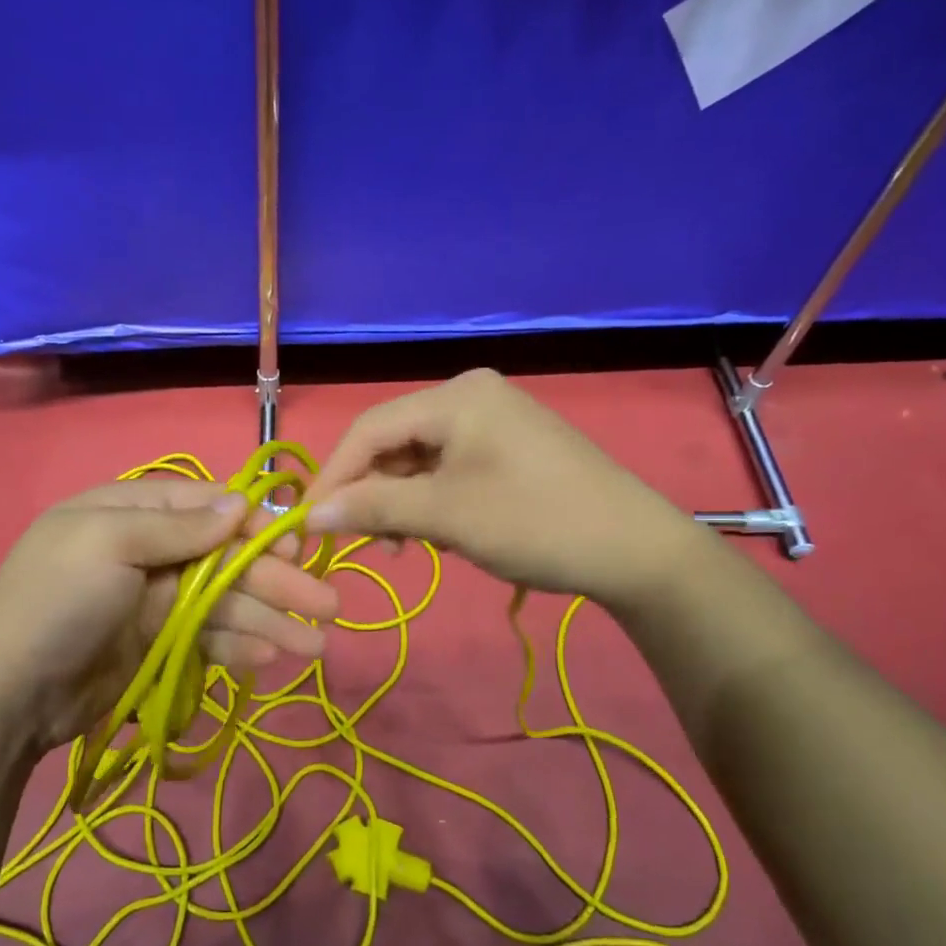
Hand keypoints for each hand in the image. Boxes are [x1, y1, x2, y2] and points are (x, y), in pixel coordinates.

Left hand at [0, 477, 340, 757]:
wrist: (6, 694)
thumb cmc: (57, 601)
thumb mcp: (109, 544)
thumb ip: (178, 525)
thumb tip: (238, 504)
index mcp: (130, 512)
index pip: (207, 506)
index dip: (254, 525)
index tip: (296, 546)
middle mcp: (148, 551)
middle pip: (226, 559)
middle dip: (276, 581)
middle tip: (327, 605)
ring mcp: (155, 601)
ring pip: (226, 603)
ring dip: (271, 621)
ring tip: (314, 646)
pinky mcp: (159, 645)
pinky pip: (211, 639)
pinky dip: (240, 647)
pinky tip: (270, 660)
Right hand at [303, 369, 701, 605]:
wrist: (636, 550)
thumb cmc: (536, 523)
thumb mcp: (446, 516)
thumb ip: (373, 509)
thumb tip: (311, 514)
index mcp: (456, 396)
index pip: (369, 429)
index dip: (332, 476)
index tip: (308, 522)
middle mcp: (470, 394)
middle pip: (393, 441)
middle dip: (370, 492)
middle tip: (361, 542)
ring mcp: (492, 419)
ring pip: (418, 459)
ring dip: (400, 501)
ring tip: (403, 546)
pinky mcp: (507, 446)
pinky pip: (448, 468)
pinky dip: (430, 500)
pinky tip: (433, 532)